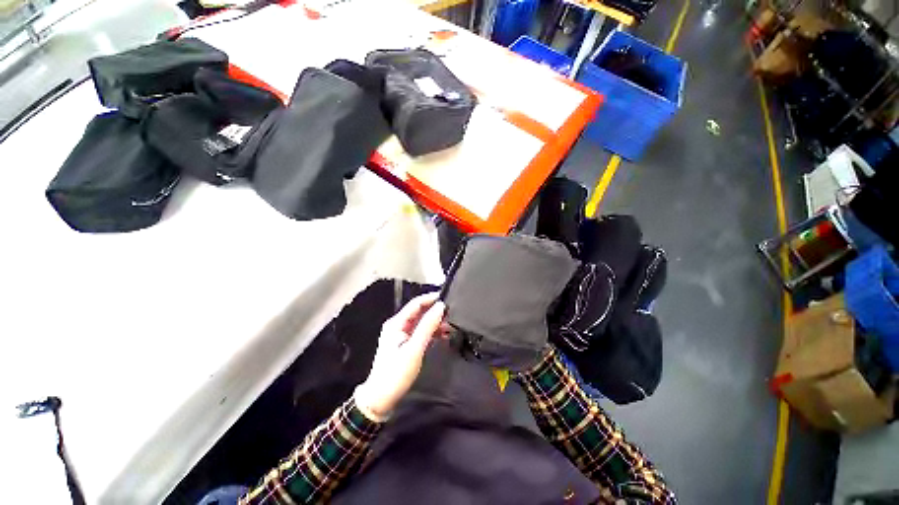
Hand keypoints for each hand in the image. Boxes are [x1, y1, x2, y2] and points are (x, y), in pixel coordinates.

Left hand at [354, 292, 445, 420]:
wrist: (381, 399)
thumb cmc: (395, 374)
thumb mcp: (414, 349)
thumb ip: (428, 326)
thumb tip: (440, 307)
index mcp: (396, 323)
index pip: (416, 303)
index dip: (431, 299)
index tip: (447, 298)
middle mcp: (398, 325)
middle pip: (419, 312)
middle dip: (435, 311)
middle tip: (452, 314)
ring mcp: (401, 335)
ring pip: (422, 322)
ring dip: (435, 322)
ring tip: (451, 326)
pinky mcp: (405, 343)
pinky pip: (421, 332)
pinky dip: (432, 332)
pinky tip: (443, 335)